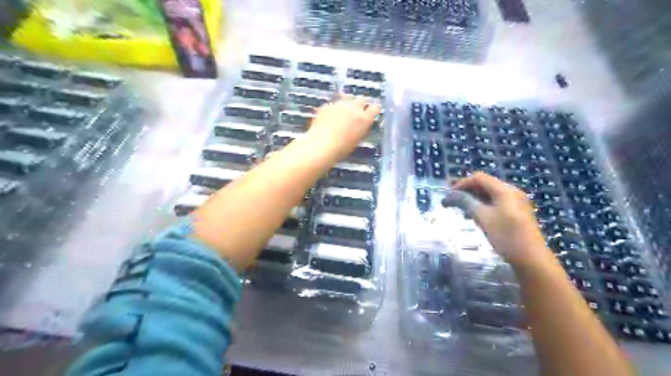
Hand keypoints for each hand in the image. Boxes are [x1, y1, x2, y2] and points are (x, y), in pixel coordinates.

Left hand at [305, 98, 379, 159]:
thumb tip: (361, 125)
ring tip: (342, 115)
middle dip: (360, 104)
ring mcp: (340, 104)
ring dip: (347, 105)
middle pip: (362, 99)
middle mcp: (354, 108)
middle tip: (356, 112)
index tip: (371, 112)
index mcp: (365, 119)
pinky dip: (334, 109)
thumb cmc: (342, 148)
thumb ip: (361, 128)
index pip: (375, 108)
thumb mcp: (357, 139)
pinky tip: (329, 118)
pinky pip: (334, 104)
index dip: (373, 110)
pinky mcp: (328, 105)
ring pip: (347, 99)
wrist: (322, 144)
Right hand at [454, 171, 552, 267]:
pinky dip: (484, 205)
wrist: (531, 258)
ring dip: (474, 199)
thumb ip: (466, 202)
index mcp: (505, 190)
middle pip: (485, 184)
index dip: (462, 183)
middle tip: (452, 200)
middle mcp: (512, 191)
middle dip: (467, 191)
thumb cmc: (505, 236)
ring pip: (490, 194)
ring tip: (461, 210)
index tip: (449, 194)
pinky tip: (475, 215)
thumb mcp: (482, 218)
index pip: (479, 178)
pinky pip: (497, 202)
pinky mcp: (517, 212)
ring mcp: (516, 202)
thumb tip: (450, 195)